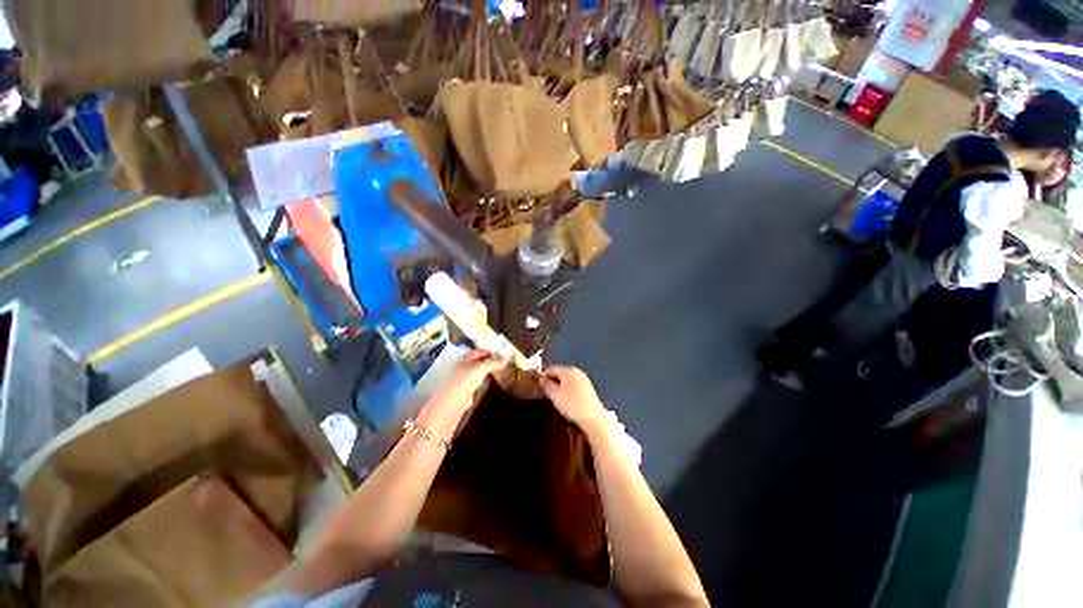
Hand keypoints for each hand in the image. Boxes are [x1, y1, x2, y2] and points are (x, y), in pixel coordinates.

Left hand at [428, 350, 506, 414]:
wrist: (452, 402)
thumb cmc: (465, 380)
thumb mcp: (480, 368)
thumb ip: (492, 362)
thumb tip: (505, 358)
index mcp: (466, 359)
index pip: (479, 351)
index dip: (490, 351)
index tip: (502, 354)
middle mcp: (464, 367)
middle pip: (478, 361)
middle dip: (489, 361)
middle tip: (503, 362)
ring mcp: (464, 379)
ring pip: (478, 372)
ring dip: (487, 371)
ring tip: (499, 372)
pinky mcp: (466, 391)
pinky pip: (477, 383)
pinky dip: (484, 382)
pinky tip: (490, 384)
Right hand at [539, 366, 607, 428]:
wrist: (593, 418)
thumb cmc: (572, 405)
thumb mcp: (555, 395)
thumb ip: (546, 385)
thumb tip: (541, 379)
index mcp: (568, 370)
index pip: (551, 369)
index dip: (543, 376)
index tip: (538, 386)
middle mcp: (577, 372)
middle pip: (560, 373)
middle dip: (552, 381)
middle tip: (546, 393)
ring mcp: (584, 380)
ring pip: (567, 380)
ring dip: (560, 386)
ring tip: (556, 398)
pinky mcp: (588, 388)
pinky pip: (574, 385)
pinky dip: (568, 390)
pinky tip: (567, 401)